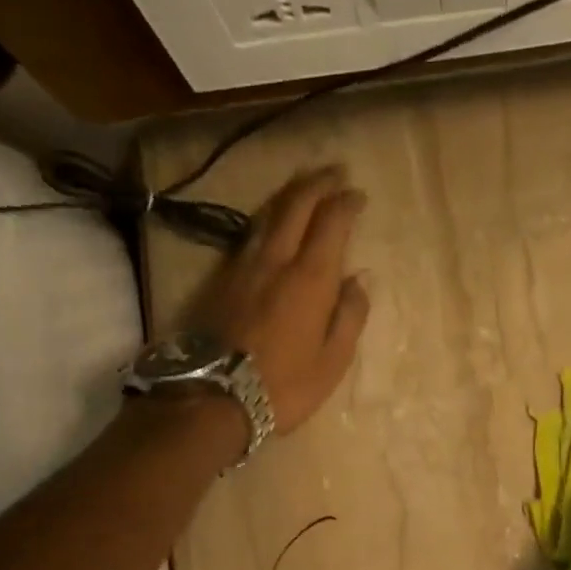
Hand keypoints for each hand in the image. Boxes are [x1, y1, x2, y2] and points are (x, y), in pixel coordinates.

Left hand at [187, 165, 370, 433]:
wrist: (212, 398)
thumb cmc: (283, 386)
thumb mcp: (332, 361)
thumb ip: (349, 316)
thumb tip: (358, 280)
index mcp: (310, 279)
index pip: (331, 223)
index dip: (345, 203)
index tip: (357, 193)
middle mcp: (276, 261)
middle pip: (296, 206)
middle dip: (317, 184)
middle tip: (334, 172)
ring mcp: (243, 266)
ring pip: (268, 215)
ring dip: (290, 195)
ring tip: (305, 187)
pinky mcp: (220, 279)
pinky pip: (249, 235)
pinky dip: (267, 219)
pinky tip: (271, 223)